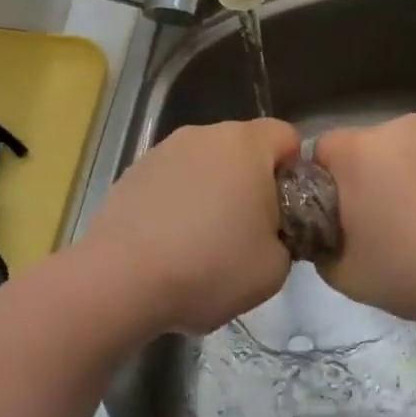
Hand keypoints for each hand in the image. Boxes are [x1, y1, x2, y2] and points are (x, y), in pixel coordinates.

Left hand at [81, 118, 300, 333]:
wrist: (121, 281)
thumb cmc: (210, 267)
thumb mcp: (275, 268)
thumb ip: (287, 238)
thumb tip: (271, 233)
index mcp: (246, 144)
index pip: (287, 137)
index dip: (295, 172)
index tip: (286, 213)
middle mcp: (204, 135)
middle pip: (244, 149)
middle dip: (253, 183)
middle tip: (250, 233)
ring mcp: (163, 151)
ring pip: (206, 165)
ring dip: (214, 192)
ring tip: (204, 243)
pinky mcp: (132, 173)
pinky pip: (173, 181)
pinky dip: (179, 203)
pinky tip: (170, 244)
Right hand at [313, 114, 415, 333]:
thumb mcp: (346, 276)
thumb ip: (322, 245)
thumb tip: (328, 232)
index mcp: (359, 152)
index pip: (324, 151)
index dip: (329, 183)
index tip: (346, 217)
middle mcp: (400, 126)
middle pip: (372, 146)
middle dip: (375, 176)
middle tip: (392, 223)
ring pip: (414, 147)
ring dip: (415, 171)